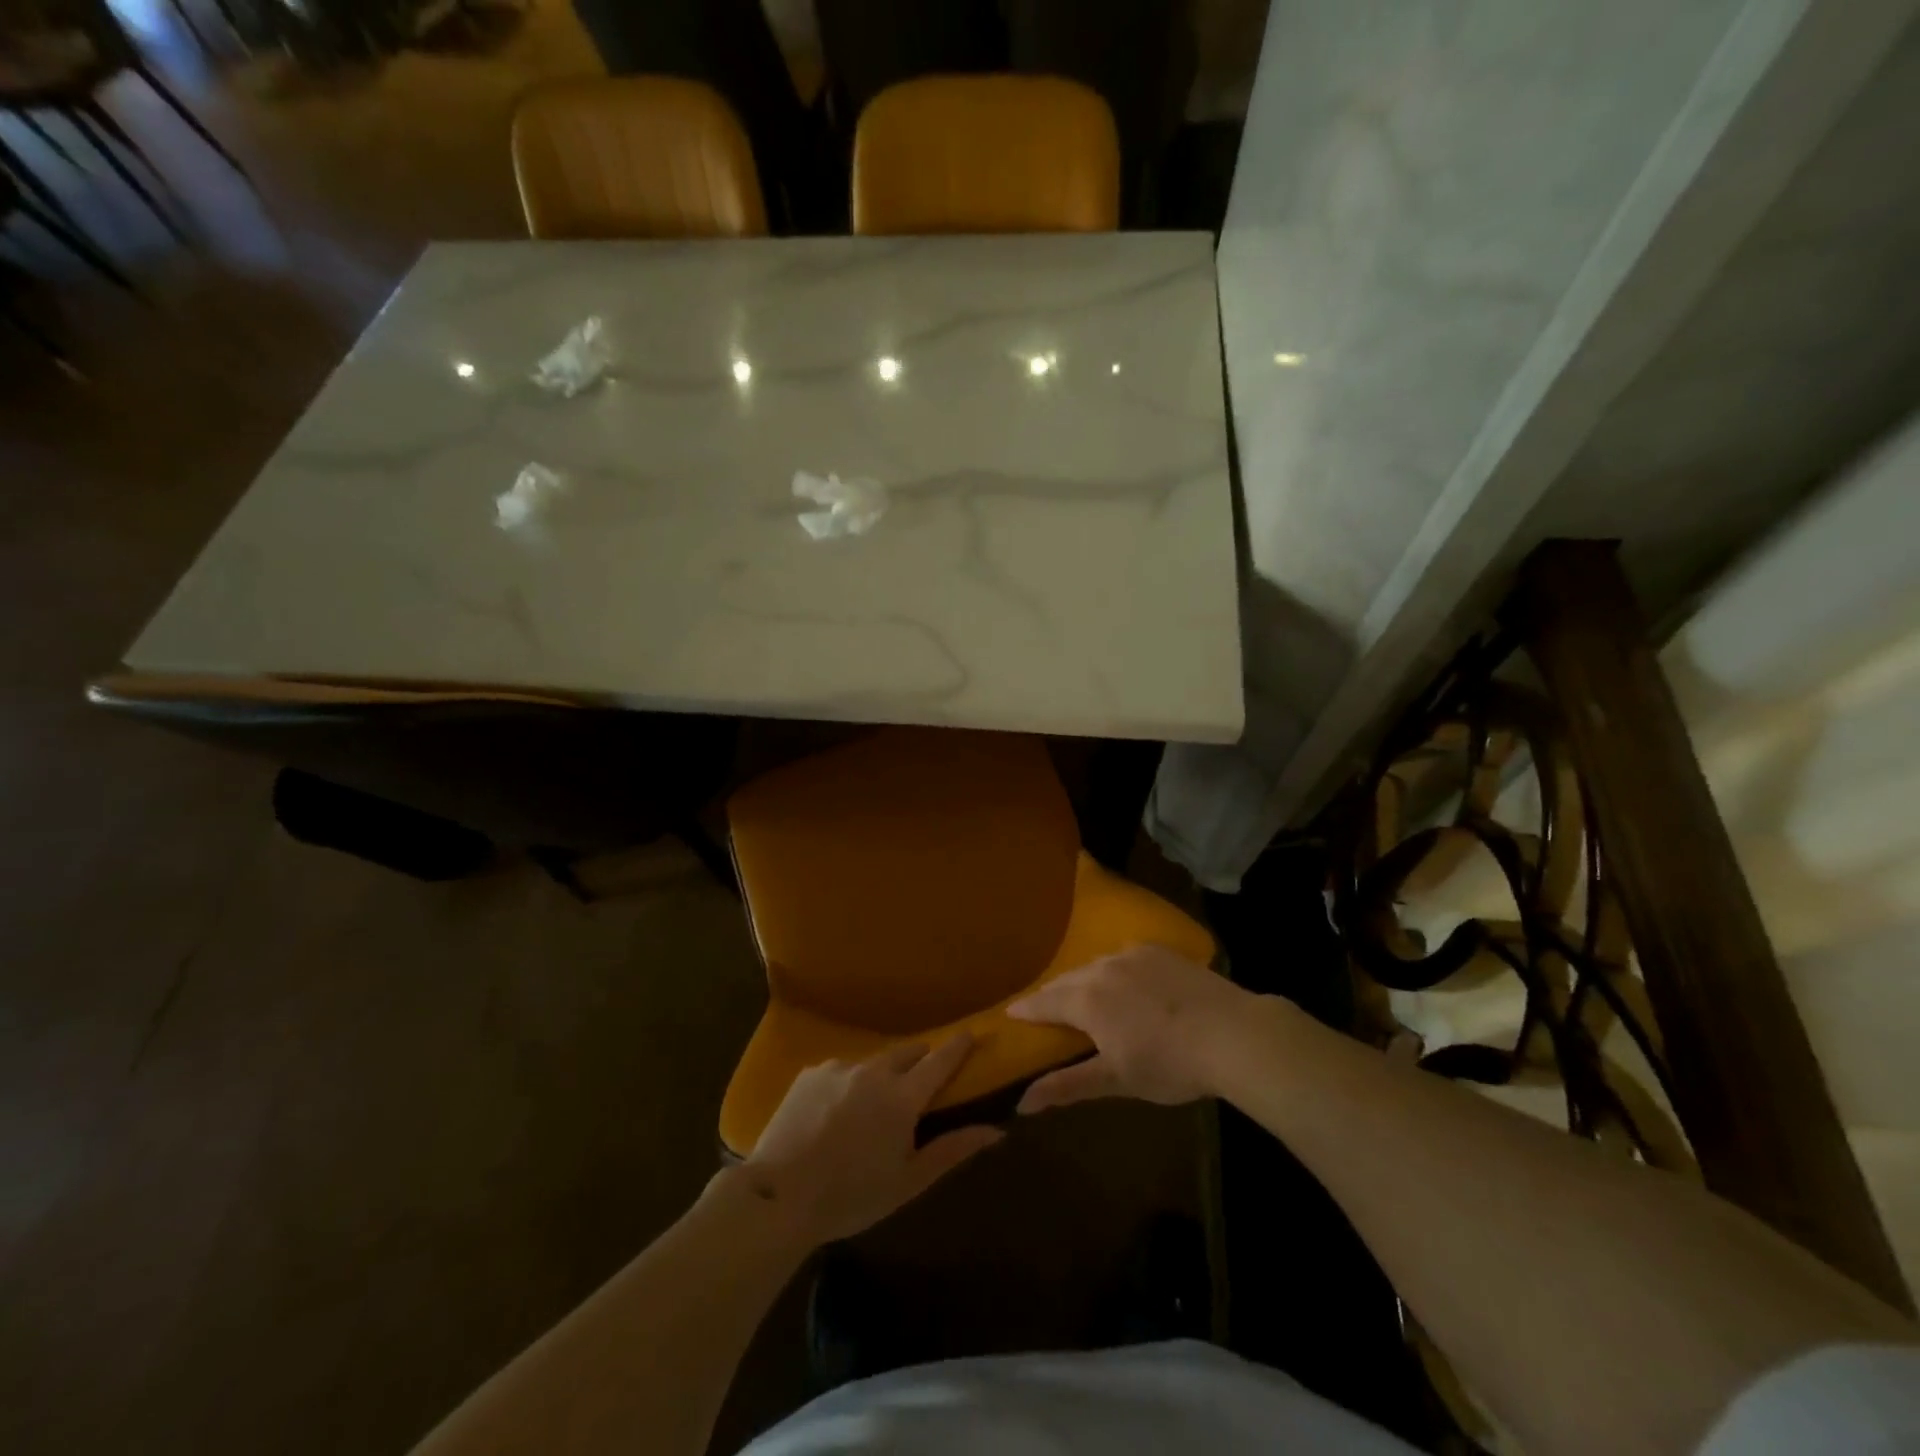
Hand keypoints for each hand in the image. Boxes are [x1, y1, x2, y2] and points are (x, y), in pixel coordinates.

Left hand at [742, 1036, 1002, 1247]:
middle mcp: (874, 1070)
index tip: (972, 1034)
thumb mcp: (908, 1182)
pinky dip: (848, 1083)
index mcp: (902, 1096)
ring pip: (872, 1061)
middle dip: (921, 1059)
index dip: (959, 1046)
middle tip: (921, 1082)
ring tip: (872, 1105)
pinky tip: (835, 1112)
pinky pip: (841, 1069)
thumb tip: (996, 1130)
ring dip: (882, 1074)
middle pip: (908, 1052)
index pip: (940, 1060)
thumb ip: (953, 1150)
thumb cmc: (851, 1196)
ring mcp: (839, 1067)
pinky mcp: (810, 1072)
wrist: (778, 1197)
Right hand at [1007, 945, 1252, 1112]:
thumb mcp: (1116, 1080)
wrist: (1233, 1033)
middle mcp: (1102, 968)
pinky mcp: (1160, 951)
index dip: (1026, 1010)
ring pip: (1095, 965)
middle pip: (1067, 980)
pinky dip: (1113, 970)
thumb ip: (1067, 1086)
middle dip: (1052, 994)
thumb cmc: (1169, 1064)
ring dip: (1082, 980)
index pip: (1044, 1002)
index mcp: (1086, 1000)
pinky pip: (1124, 956)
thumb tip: (1022, 1103)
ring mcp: (1133, 954)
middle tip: (1043, 1008)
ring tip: (1082, 994)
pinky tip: (1123, 980)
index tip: (1010, 1013)